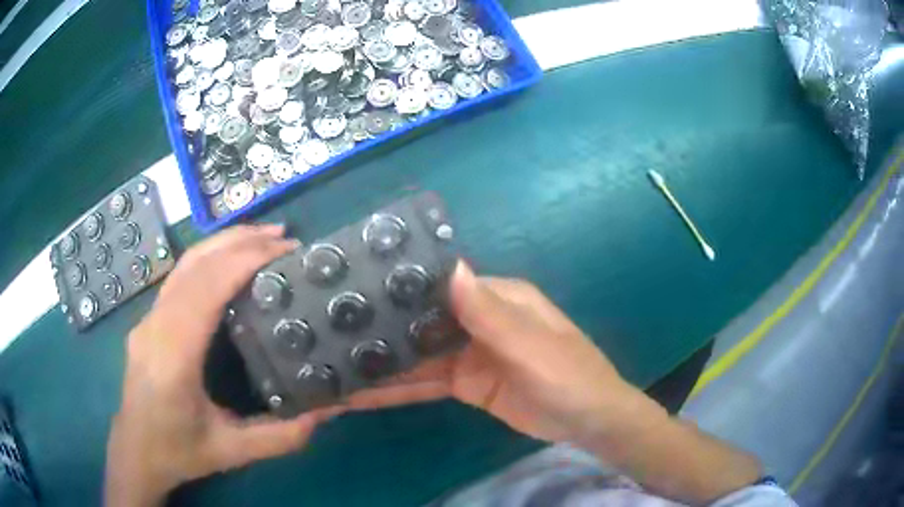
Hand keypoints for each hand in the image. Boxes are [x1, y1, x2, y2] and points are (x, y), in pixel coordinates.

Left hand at [106, 224, 341, 505]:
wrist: (136, 452)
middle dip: (240, 242)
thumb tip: (327, 411)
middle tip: (283, 237)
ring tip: (262, 238)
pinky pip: (178, 277)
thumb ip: (281, 436)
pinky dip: (209, 258)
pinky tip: (229, 261)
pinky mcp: (148, 320)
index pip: (206, 289)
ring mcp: (148, 319)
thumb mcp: (232, 451)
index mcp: (172, 357)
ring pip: (183, 264)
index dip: (244, 261)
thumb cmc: (179, 452)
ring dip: (223, 243)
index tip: (284, 250)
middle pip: (194, 264)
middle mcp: (155, 327)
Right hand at [349, 263, 761, 504]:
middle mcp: (478, 320)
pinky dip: (396, 389)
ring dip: (382, 362)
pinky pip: (425, 384)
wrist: (589, 423)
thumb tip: (451, 268)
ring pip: (417, 355)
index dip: (403, 287)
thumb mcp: (532, 346)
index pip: (442, 285)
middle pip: (422, 320)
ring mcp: (468, 354)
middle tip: (331, 330)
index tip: (357, 289)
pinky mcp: (465, 384)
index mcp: (497, 298)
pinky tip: (361, 395)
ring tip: (335, 364)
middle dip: (382, 326)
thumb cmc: (570, 376)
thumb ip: (490, 314)